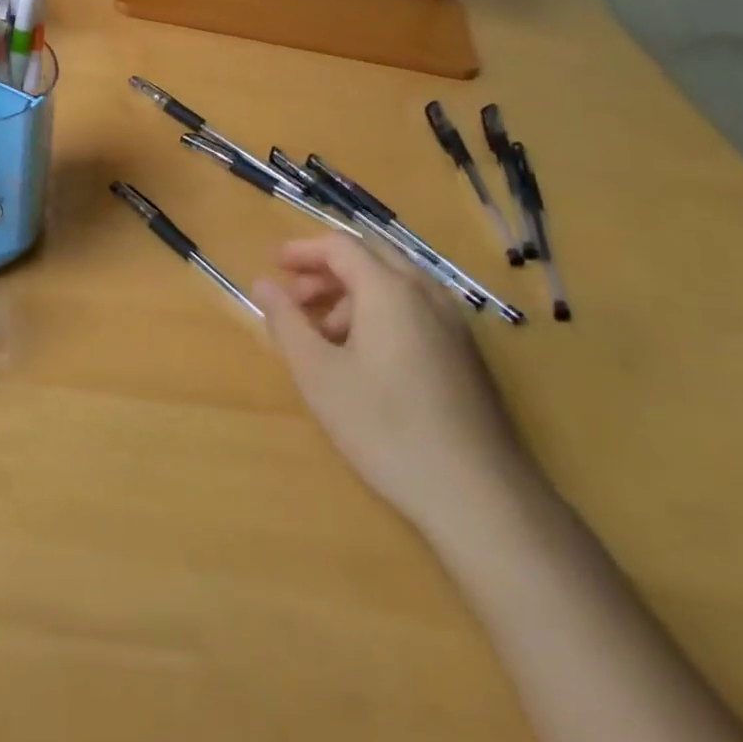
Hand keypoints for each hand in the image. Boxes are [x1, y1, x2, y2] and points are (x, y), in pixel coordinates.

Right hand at [251, 235, 530, 531]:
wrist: (479, 496)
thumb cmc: (386, 427)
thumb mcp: (319, 375)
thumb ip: (287, 322)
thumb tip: (263, 285)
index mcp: (390, 289)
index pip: (341, 246)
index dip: (303, 251)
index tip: (274, 265)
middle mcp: (426, 292)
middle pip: (370, 258)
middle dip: (327, 270)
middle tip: (295, 298)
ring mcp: (453, 322)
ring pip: (395, 284)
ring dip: (352, 295)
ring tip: (324, 335)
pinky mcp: (466, 352)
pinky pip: (415, 309)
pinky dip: (380, 312)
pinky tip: (365, 357)